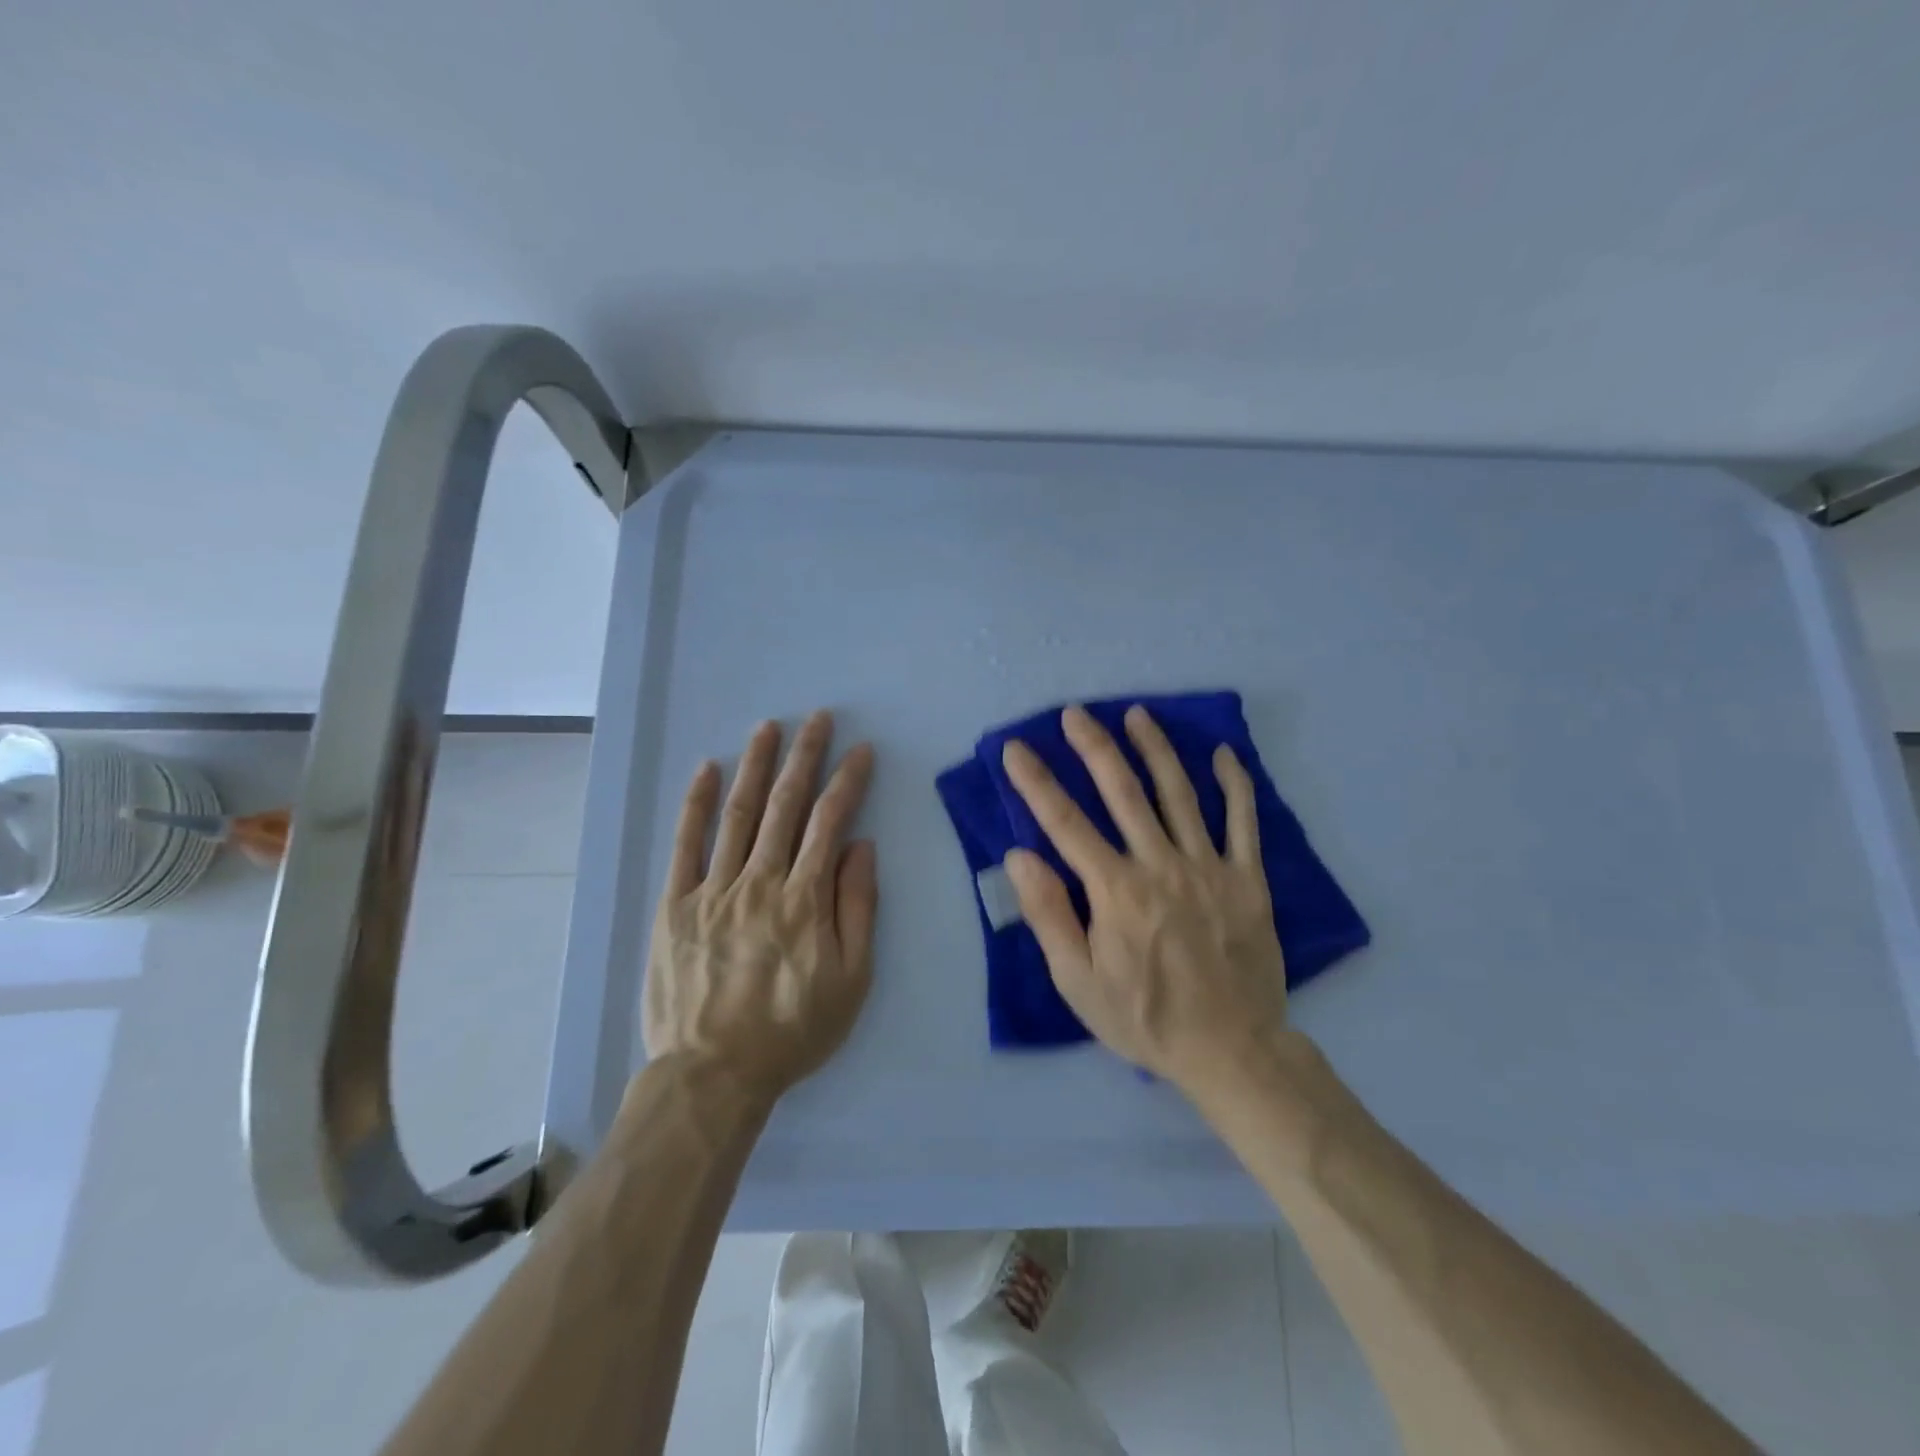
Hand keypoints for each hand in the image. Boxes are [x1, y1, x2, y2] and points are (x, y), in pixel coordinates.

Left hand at [642, 711, 877, 1106]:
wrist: (714, 1073)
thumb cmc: (793, 1030)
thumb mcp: (851, 979)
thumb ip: (858, 907)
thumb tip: (860, 846)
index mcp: (805, 899)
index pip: (831, 822)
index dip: (848, 781)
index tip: (861, 751)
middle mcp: (760, 881)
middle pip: (786, 806)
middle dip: (805, 757)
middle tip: (817, 718)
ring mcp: (713, 889)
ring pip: (738, 814)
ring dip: (755, 766)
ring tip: (768, 729)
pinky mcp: (675, 904)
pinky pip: (685, 845)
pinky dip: (695, 804)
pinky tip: (705, 770)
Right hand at [1000, 704, 1287, 1095]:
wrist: (1231, 1050)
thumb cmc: (1144, 1019)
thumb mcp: (1078, 982)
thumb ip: (1049, 915)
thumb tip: (1020, 856)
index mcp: (1116, 891)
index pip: (1066, 824)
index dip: (1036, 783)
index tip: (1016, 749)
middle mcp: (1160, 866)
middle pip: (1123, 793)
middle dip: (1094, 748)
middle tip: (1075, 713)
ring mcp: (1209, 868)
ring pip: (1180, 794)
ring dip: (1156, 750)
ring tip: (1137, 715)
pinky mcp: (1248, 879)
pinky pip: (1244, 822)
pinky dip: (1235, 785)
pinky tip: (1224, 754)